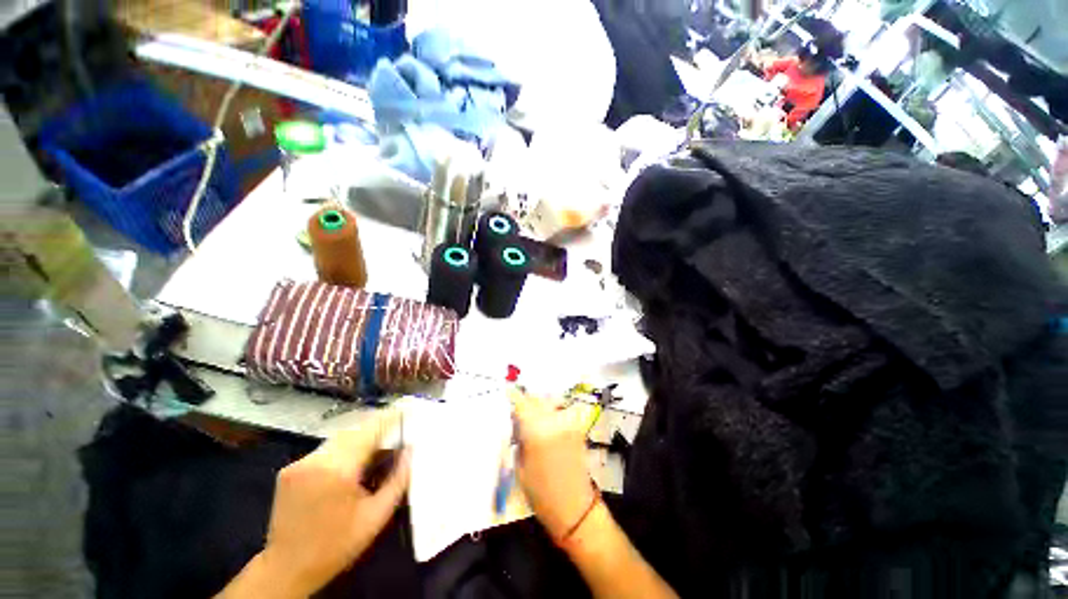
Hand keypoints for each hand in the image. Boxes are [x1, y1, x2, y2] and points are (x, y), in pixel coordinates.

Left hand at [258, 410, 409, 595]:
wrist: (287, 569)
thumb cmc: (337, 545)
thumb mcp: (377, 516)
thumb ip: (398, 479)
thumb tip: (411, 449)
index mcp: (337, 470)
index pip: (369, 430)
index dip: (389, 418)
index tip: (405, 410)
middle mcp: (315, 460)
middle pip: (354, 430)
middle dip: (376, 426)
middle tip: (396, 428)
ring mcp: (299, 463)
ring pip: (339, 438)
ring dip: (360, 436)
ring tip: (378, 444)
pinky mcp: (290, 469)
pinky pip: (325, 449)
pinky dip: (344, 448)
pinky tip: (352, 461)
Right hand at [512, 392, 596, 539]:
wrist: (575, 507)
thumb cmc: (541, 493)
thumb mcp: (520, 466)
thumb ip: (519, 437)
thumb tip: (516, 419)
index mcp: (537, 431)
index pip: (522, 403)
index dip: (513, 395)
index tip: (507, 389)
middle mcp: (554, 421)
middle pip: (537, 399)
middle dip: (526, 401)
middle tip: (518, 410)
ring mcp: (569, 422)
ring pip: (550, 403)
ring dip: (539, 406)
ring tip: (532, 418)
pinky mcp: (578, 427)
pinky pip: (561, 412)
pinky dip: (551, 413)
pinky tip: (546, 425)